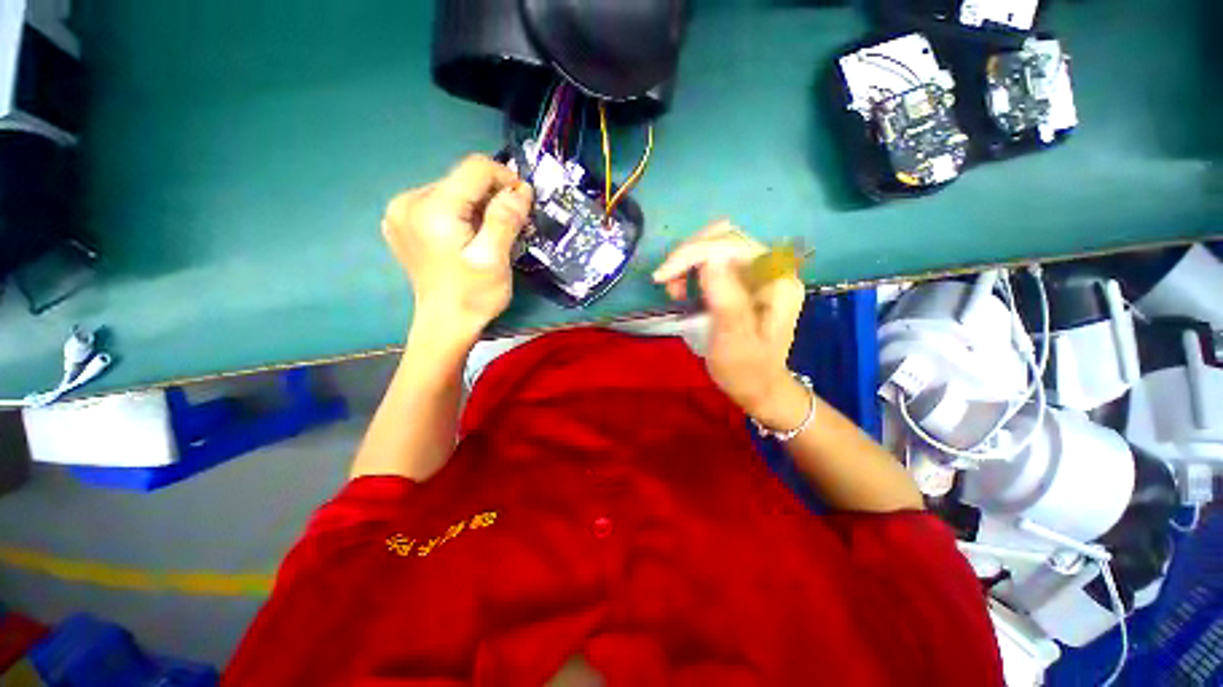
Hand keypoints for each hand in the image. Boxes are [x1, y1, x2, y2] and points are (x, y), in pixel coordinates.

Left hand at [383, 155, 532, 345]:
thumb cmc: (473, 296)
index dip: (505, 179)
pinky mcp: (401, 222)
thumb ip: (505, 218)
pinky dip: (460, 213)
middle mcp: (409, 201)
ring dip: (477, 206)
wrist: (445, 325)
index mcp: (432, 208)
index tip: (523, 203)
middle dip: (491, 197)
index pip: (475, 168)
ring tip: (488, 235)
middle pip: (462, 179)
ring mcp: (400, 211)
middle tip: (509, 226)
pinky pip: (439, 203)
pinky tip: (466, 237)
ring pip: (452, 190)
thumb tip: (521, 188)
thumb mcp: (495, 259)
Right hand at [653, 222, 806, 423]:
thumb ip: (726, 298)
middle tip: (667, 282)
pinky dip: (693, 268)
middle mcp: (772, 268)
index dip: (693, 253)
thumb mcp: (733, 339)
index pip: (732, 245)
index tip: (661, 277)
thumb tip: (709, 259)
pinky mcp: (745, 281)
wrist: (758, 388)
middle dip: (689, 254)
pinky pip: (715, 260)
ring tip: (675, 290)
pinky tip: (684, 289)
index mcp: (777, 280)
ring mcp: (759, 273)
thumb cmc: (746, 370)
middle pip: (725, 237)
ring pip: (717, 244)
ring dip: (689, 261)